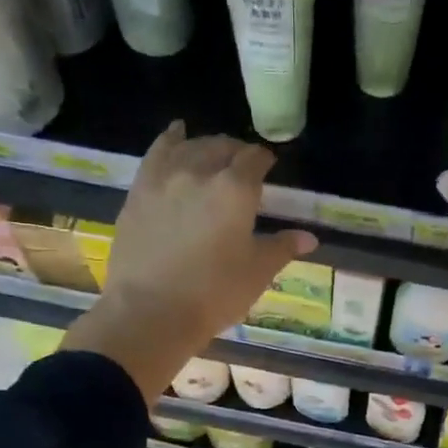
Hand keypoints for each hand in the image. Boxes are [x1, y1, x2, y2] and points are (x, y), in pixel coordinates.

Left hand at [63, 122, 316, 400]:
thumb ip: (282, 248)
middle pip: (222, 147)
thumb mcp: (256, 273)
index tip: (269, 167)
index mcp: (236, 190)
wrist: (150, 312)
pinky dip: (171, 139)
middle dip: (236, 151)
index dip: (264, 160)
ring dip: (206, 145)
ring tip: (213, 152)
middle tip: (243, 165)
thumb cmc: (213, 295)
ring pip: (190, 146)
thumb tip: (309, 237)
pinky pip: (157, 152)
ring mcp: (164, 178)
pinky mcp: (139, 190)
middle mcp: (200, 172)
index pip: (255, 160)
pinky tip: (176, 134)